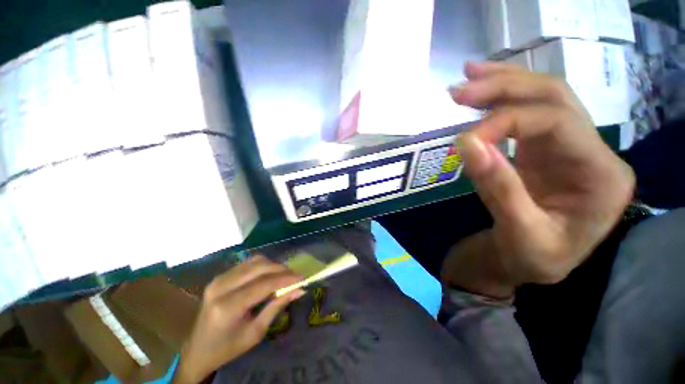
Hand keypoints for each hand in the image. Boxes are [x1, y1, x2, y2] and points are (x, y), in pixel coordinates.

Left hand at [173, 256, 304, 383]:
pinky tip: (269, 274)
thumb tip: (298, 290)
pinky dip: (262, 265)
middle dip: (281, 268)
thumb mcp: (255, 333)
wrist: (197, 350)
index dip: (285, 278)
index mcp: (228, 306)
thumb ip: (276, 307)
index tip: (302, 277)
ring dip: (272, 265)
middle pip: (259, 267)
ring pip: (254, 261)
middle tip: (295, 275)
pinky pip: (247, 264)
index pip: (263, 284)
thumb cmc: (227, 348)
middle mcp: (221, 287)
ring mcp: (218, 279)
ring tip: (284, 275)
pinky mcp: (220, 276)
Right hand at [441, 61, 634, 298]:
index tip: (464, 139)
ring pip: (541, 98)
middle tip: (461, 88)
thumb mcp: (520, 233)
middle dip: (505, 87)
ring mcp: (567, 147)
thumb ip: (499, 187)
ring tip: (466, 78)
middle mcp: (592, 151)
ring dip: (501, 84)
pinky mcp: (543, 151)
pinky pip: (524, 115)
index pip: (557, 123)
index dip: (505, 122)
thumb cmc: (532, 260)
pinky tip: (480, 92)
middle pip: (554, 98)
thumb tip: (468, 145)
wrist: (528, 264)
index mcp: (601, 175)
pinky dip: (499, 100)